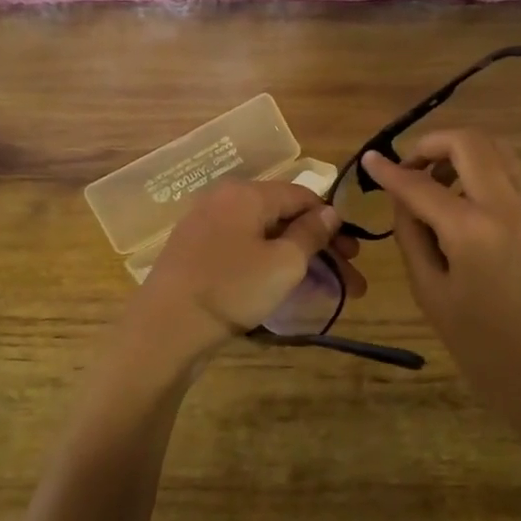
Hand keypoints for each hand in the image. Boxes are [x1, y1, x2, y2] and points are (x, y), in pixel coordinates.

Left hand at [127, 178, 365, 361]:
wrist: (165, 327)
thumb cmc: (231, 288)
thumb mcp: (283, 262)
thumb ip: (311, 233)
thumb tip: (329, 212)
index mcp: (246, 193)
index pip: (302, 195)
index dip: (332, 222)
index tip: (354, 252)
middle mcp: (224, 200)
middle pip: (283, 217)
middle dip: (319, 246)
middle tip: (348, 277)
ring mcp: (205, 226)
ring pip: (263, 236)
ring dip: (297, 258)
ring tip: (321, 288)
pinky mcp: (195, 253)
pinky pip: (242, 249)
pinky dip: (268, 264)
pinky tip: (282, 287)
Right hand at [363, 132, 520, 436]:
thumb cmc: (481, 345)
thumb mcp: (431, 292)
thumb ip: (412, 236)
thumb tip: (403, 199)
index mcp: (472, 229)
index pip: (420, 184)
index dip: (389, 170)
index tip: (368, 161)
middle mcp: (505, 205)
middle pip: (469, 142)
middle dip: (431, 144)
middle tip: (407, 168)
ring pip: (496, 148)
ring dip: (460, 151)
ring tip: (433, 180)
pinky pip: (509, 171)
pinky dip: (481, 167)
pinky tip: (460, 197)